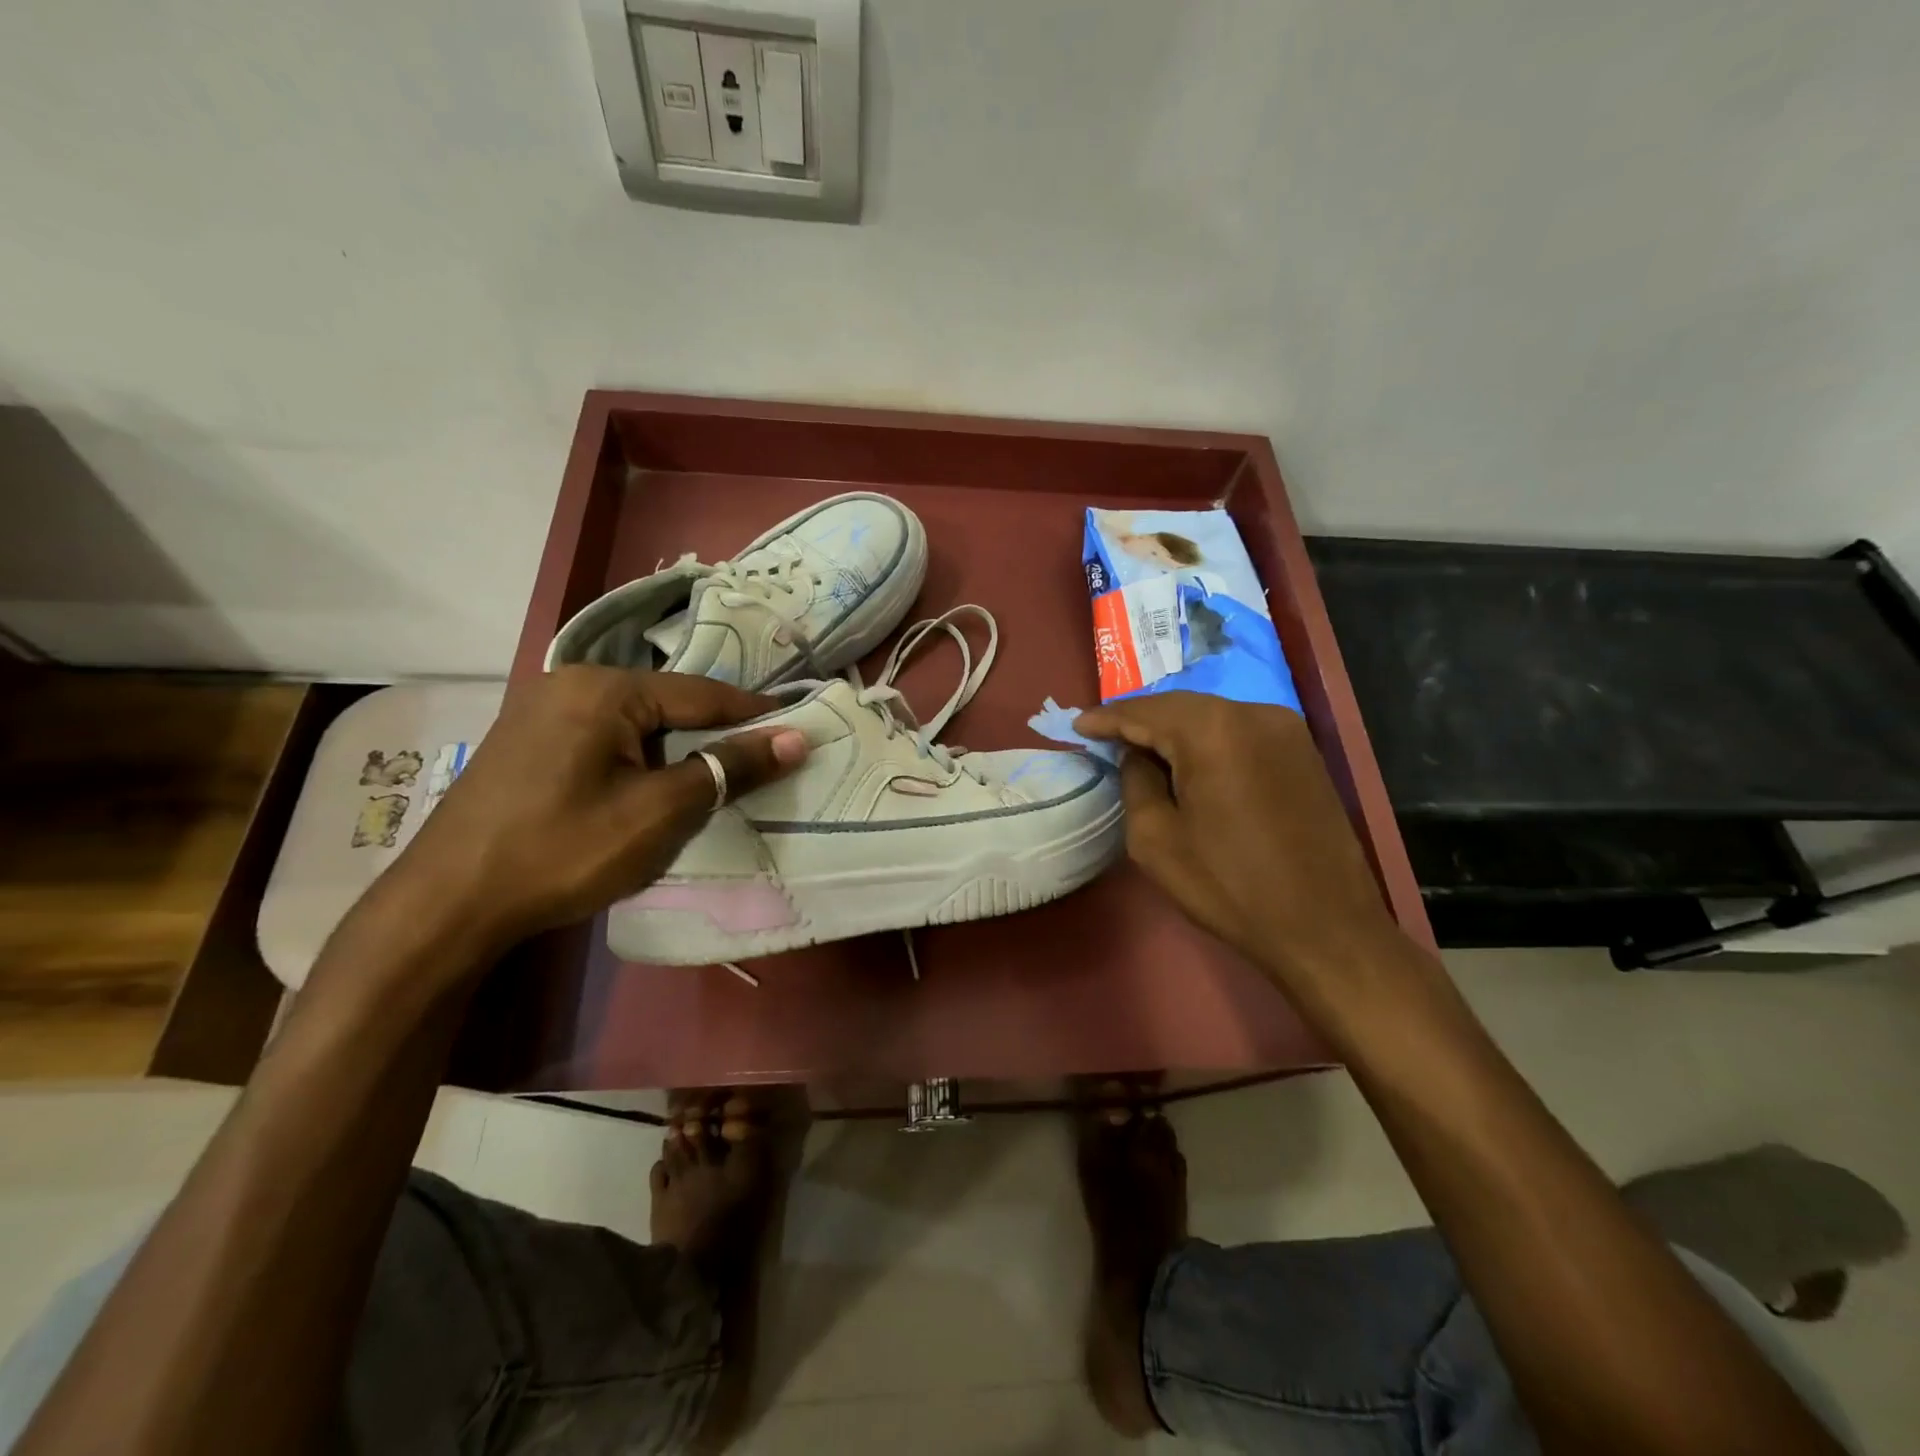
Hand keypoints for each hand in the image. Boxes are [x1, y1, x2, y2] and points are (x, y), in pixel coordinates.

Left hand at [390, 667, 807, 949]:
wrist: (447, 905)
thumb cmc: (563, 851)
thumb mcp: (659, 812)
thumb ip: (727, 769)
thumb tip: (794, 739)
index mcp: (603, 688)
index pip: (702, 694)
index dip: (754, 716)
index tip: (799, 730)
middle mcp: (570, 682)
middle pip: (667, 705)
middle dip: (712, 736)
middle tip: (758, 764)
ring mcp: (541, 710)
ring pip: (636, 724)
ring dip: (675, 752)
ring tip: (710, 781)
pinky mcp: (527, 741)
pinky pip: (604, 738)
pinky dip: (639, 760)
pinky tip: (649, 788)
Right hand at [1074, 692, 1404, 1003]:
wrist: (1326, 928)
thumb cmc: (1230, 886)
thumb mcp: (1155, 839)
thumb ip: (1136, 781)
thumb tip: (1136, 755)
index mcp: (1213, 730)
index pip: (1145, 711)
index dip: (1107, 718)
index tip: (1077, 725)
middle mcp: (1254, 713)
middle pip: (1180, 706)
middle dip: (1140, 719)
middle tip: (1104, 735)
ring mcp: (1286, 729)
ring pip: (1212, 715)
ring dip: (1174, 729)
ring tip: (1140, 747)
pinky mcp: (1303, 751)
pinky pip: (1239, 731)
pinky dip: (1207, 739)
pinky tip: (1188, 759)